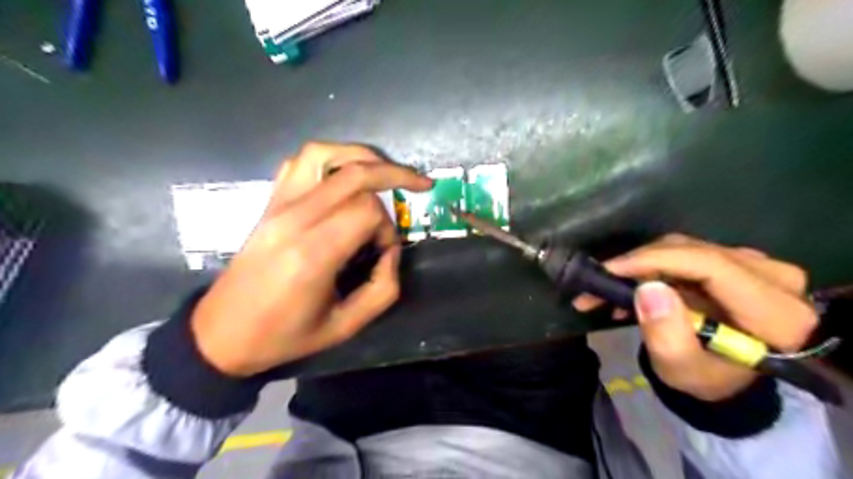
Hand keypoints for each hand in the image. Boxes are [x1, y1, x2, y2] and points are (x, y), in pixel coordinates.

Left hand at [194, 142, 433, 378]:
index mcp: (313, 253)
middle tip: (419, 185)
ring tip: (385, 170)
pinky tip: (345, 175)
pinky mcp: (269, 202)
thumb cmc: (285, 335)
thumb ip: (383, 289)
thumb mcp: (345, 326)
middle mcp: (294, 218)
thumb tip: (392, 251)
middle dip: (394, 175)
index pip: (367, 211)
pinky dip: (331, 158)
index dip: (388, 228)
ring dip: (363, 156)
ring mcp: (277, 205)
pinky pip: (300, 162)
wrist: (222, 333)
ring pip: (325, 153)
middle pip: (355, 174)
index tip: (384, 251)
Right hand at [573, 234, 819, 401]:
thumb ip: (666, 336)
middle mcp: (774, 278)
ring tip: (606, 289)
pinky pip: (685, 252)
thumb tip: (647, 289)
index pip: (710, 265)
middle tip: (597, 283)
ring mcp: (756, 265)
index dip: (654, 261)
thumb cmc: (707, 379)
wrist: (729, 377)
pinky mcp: (736, 261)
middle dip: (637, 264)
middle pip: (692, 252)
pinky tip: (628, 287)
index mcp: (775, 313)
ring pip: (683, 248)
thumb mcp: (682, 369)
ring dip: (639, 266)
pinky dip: (651, 266)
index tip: (609, 270)